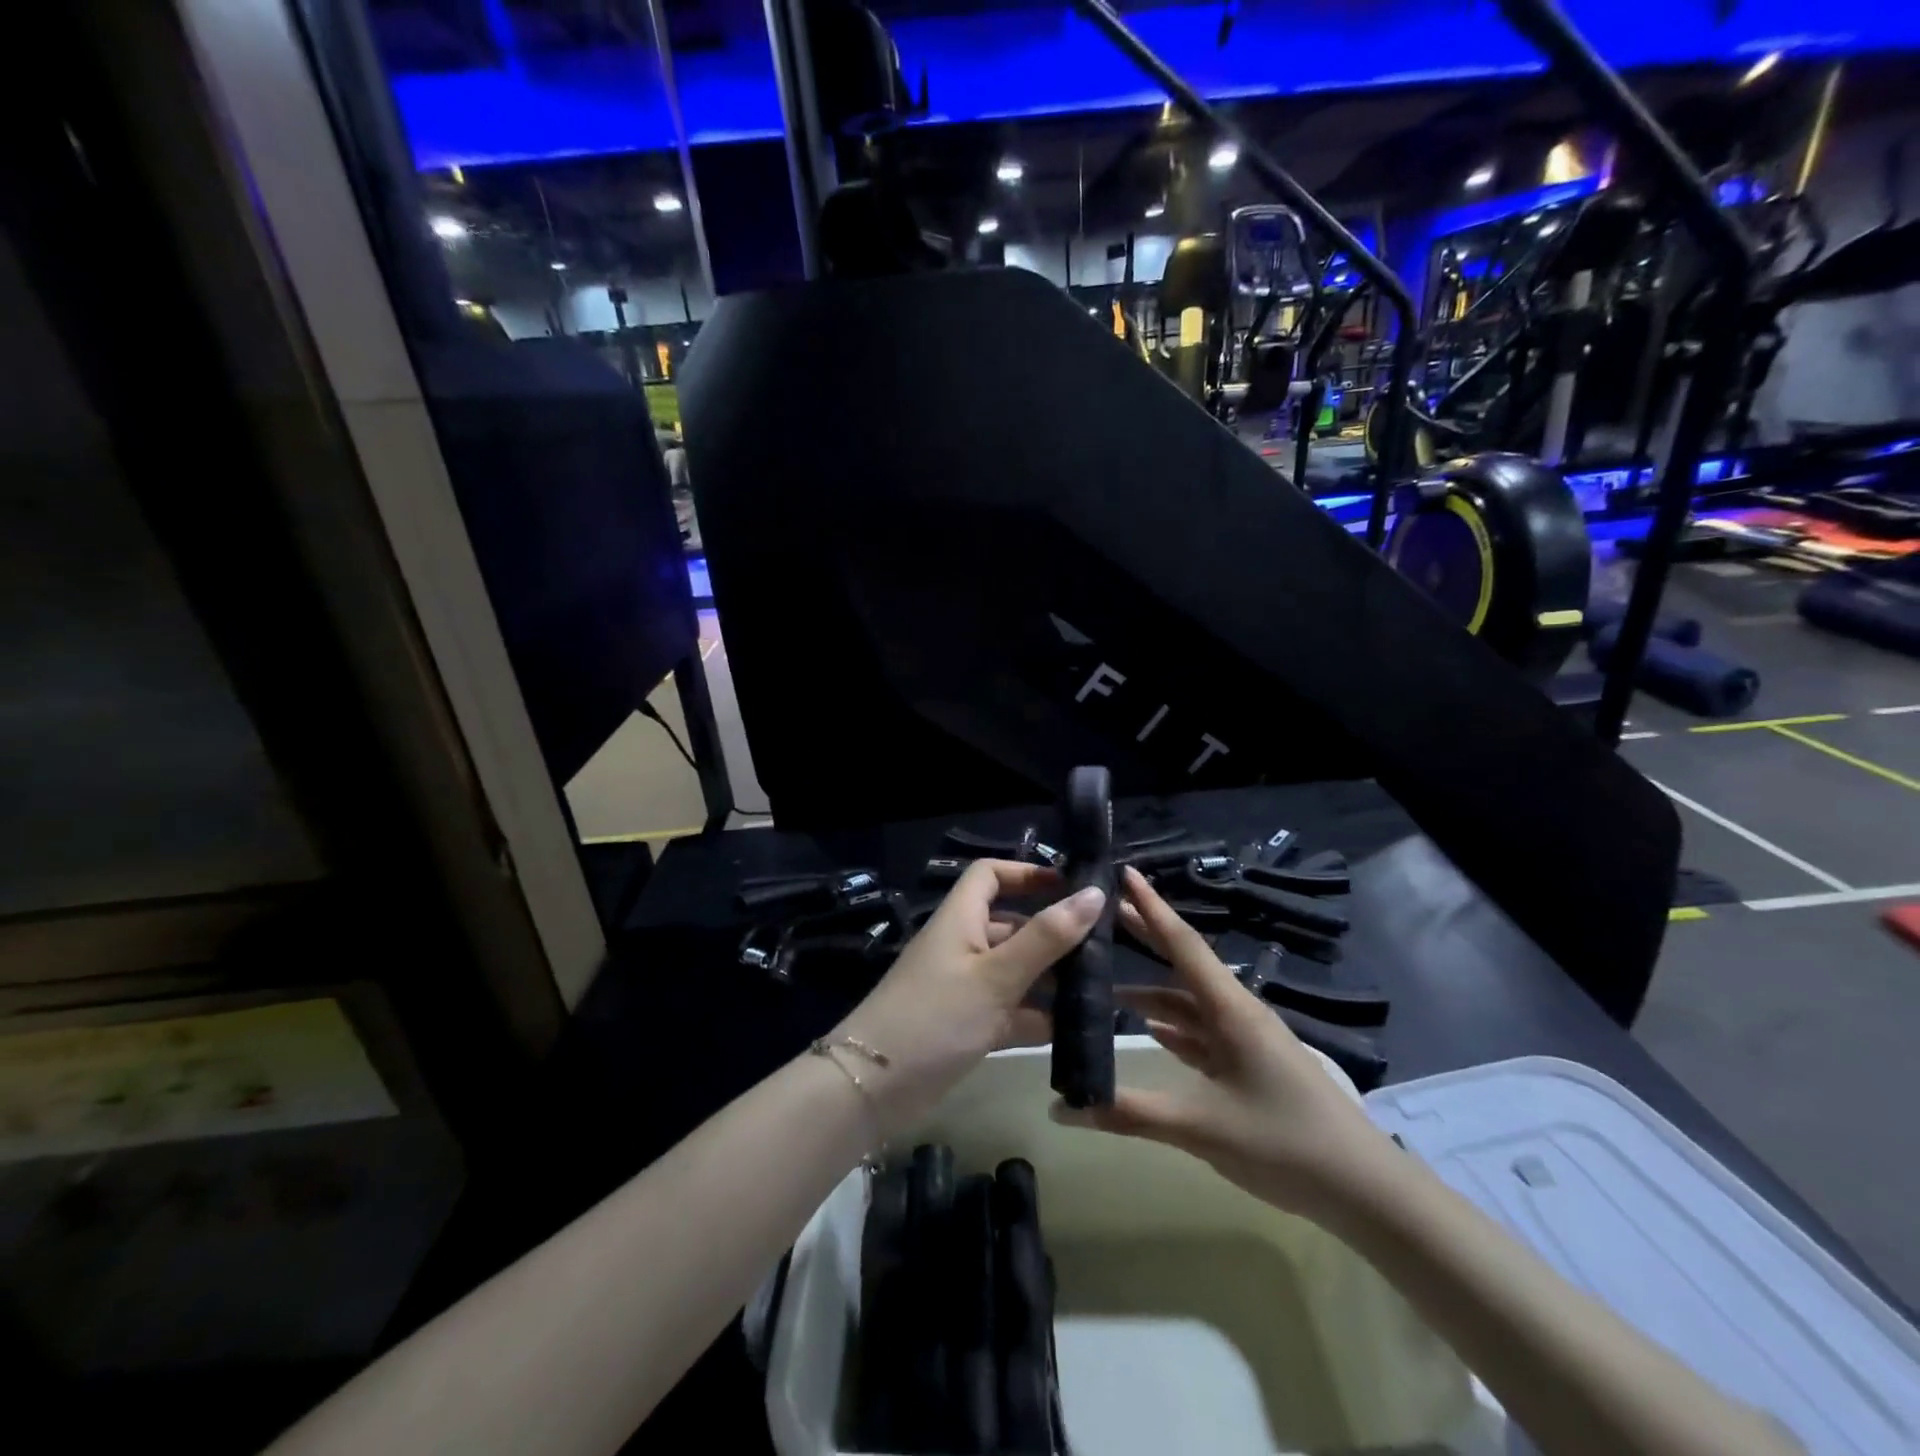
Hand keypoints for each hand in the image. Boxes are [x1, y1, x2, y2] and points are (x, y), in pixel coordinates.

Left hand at [836, 860, 1104, 1140]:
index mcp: (960, 919)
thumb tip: (1093, 893)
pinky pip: (1009, 1011)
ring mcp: (963, 988)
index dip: (1027, 874)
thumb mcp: (996, 975)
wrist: (872, 1088)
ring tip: (1100, 991)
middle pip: (1011, 925)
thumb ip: (1046, 937)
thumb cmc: (935, 1017)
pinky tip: (1075, 1032)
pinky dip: (1036, 1017)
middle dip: (1052, 935)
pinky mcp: (966, 1026)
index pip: (990, 875)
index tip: (1071, 888)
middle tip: (1104, 950)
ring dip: (1051, 979)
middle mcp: (962, 946)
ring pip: (1014, 971)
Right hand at [1052, 867, 1397, 1221]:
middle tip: (1105, 913)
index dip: (1150, 907)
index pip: (1181, 943)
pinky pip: (1203, 1034)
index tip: (1124, 872)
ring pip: (1190, 1004)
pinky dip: (1173, 1027)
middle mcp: (1237, 1013)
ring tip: (1107, 987)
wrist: (1366, 1192)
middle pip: (1184, 964)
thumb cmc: (1285, 1144)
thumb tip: (1061, 1106)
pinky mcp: (1251, 1067)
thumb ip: (1130, 1113)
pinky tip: (1151, 1030)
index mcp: (1230, 1010)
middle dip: (1146, 936)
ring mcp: (1246, 1041)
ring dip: (1152, 993)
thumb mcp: (1201, 1127)